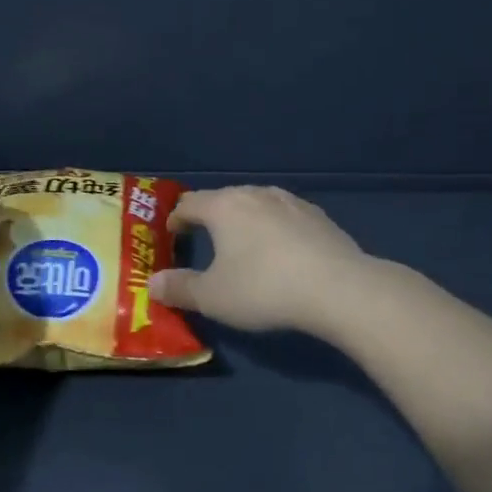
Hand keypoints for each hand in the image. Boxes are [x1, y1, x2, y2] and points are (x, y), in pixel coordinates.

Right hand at [149, 186, 373, 334]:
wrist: (338, 288)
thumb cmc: (263, 288)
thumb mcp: (213, 297)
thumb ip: (180, 288)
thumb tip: (153, 283)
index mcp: (223, 206)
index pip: (189, 203)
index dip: (176, 218)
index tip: (172, 233)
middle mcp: (255, 194)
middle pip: (223, 198)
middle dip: (210, 216)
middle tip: (204, 238)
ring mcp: (291, 202)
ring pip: (257, 204)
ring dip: (245, 220)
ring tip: (243, 242)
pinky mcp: (319, 216)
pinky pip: (285, 216)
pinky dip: (274, 228)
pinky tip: (281, 250)